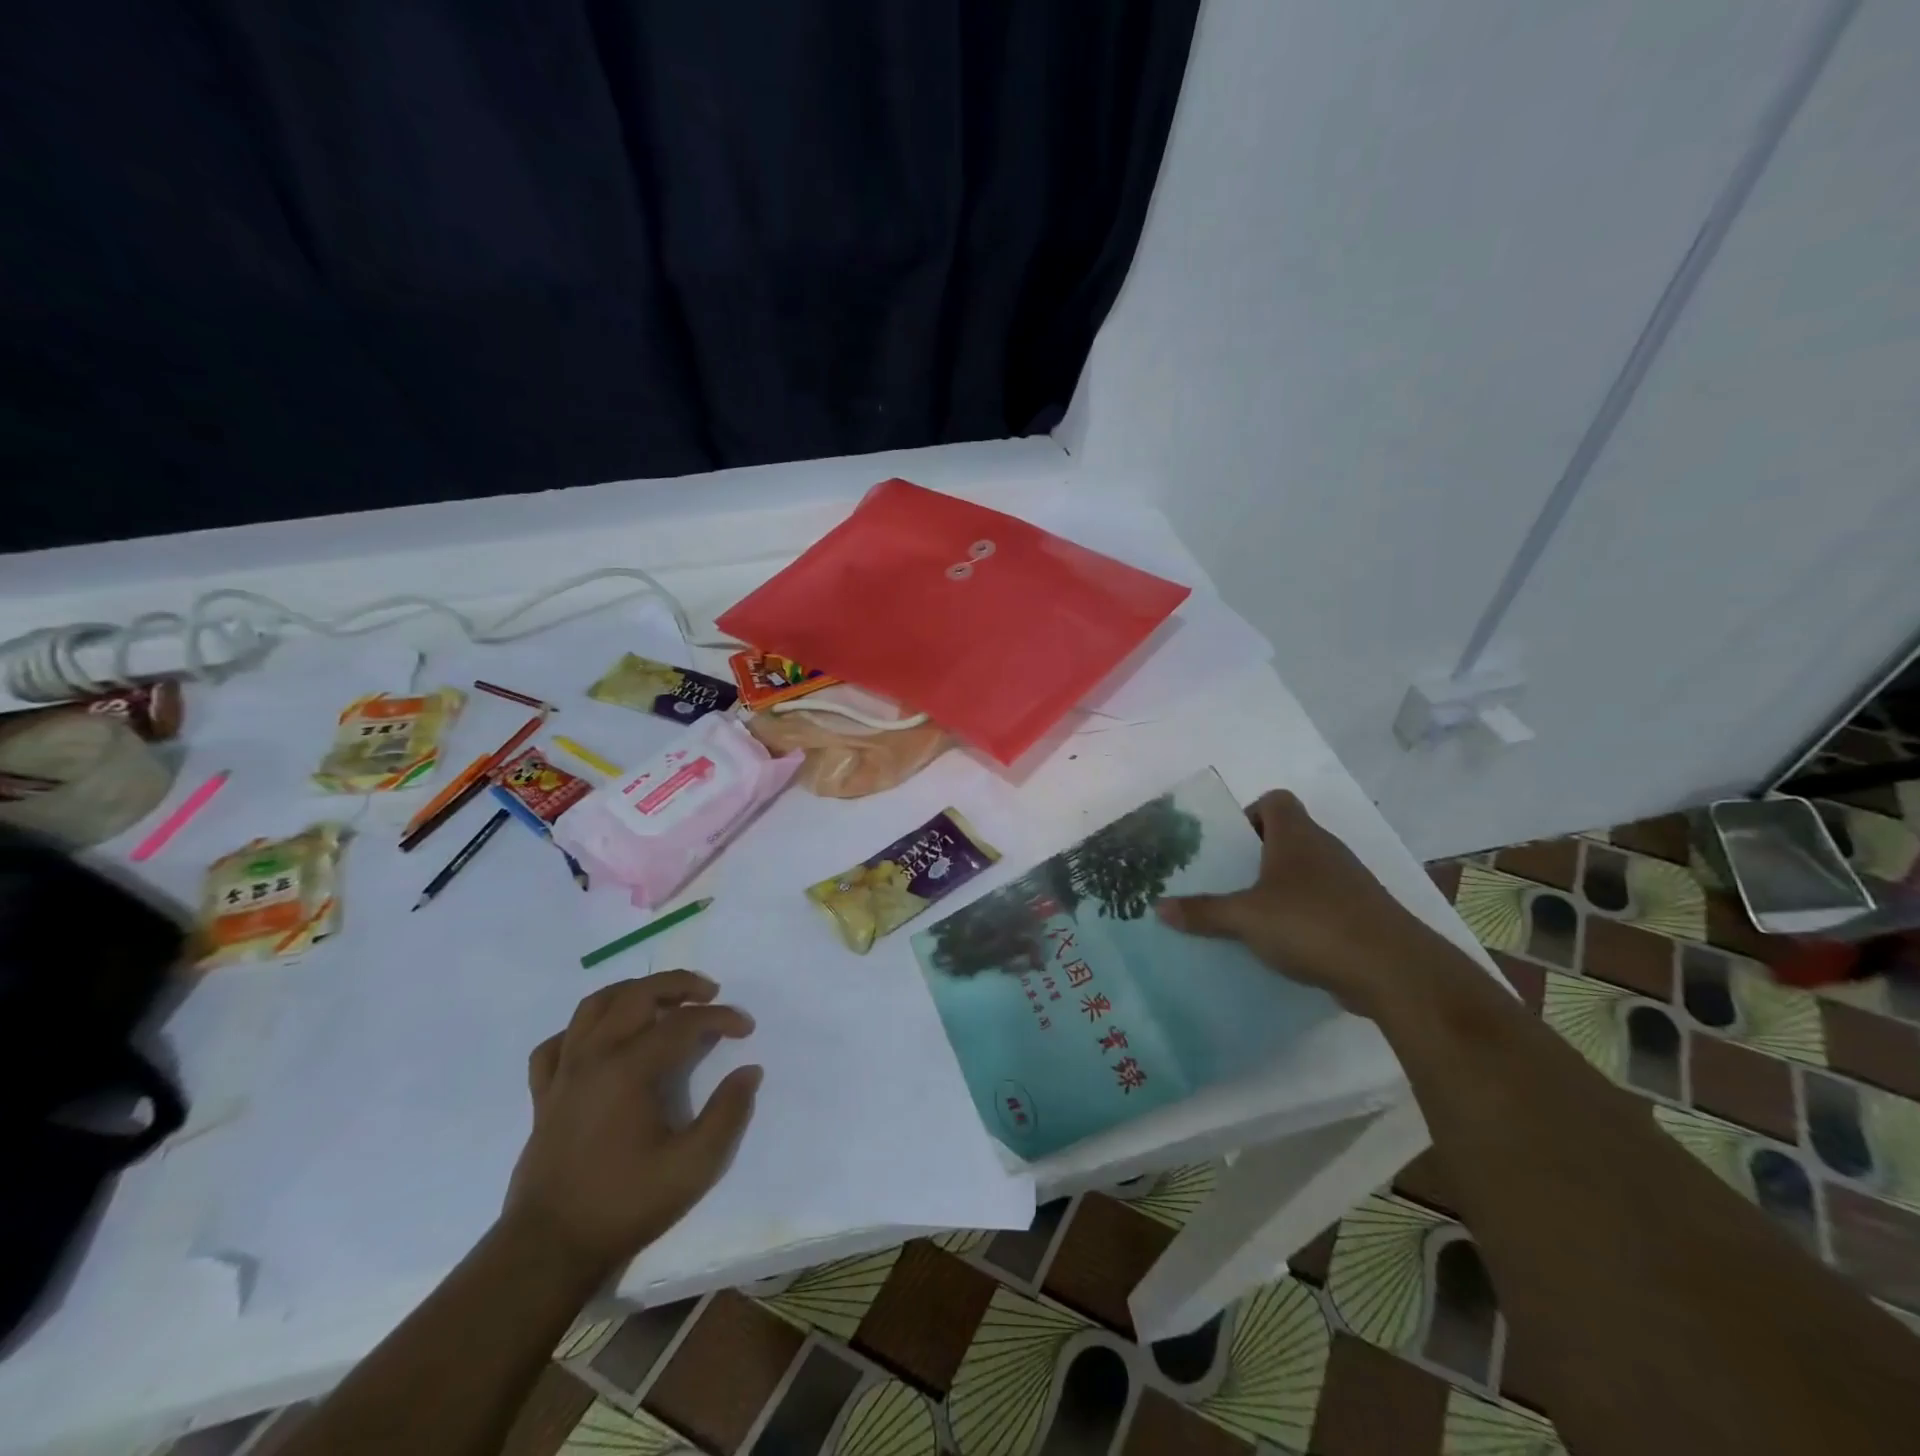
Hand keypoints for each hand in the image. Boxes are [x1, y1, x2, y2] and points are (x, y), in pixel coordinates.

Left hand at [501, 971, 760, 1283]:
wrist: (548, 1251)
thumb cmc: (624, 1205)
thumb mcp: (693, 1166)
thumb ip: (728, 1113)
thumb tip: (749, 1072)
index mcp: (629, 1069)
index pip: (684, 1023)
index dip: (720, 1018)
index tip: (746, 1029)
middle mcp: (593, 1057)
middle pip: (637, 995)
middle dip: (678, 984)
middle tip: (709, 993)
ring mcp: (563, 1074)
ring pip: (593, 1006)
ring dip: (632, 992)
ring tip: (660, 1000)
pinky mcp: (544, 1096)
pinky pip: (557, 1043)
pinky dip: (582, 1030)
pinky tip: (601, 1040)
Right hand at [1155, 789, 1470, 1018]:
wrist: (1394, 970)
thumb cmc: (1312, 924)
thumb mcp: (1246, 918)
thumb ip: (1203, 912)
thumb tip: (1158, 907)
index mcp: (1297, 836)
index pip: (1275, 800)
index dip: (1250, 814)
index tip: (1230, 845)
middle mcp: (1325, 850)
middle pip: (1287, 837)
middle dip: (1255, 857)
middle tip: (1226, 882)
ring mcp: (1348, 883)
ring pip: (1305, 873)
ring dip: (1279, 889)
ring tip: (1247, 916)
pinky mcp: (1361, 915)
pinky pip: (1322, 905)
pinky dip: (1301, 917)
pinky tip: (1281, 945)